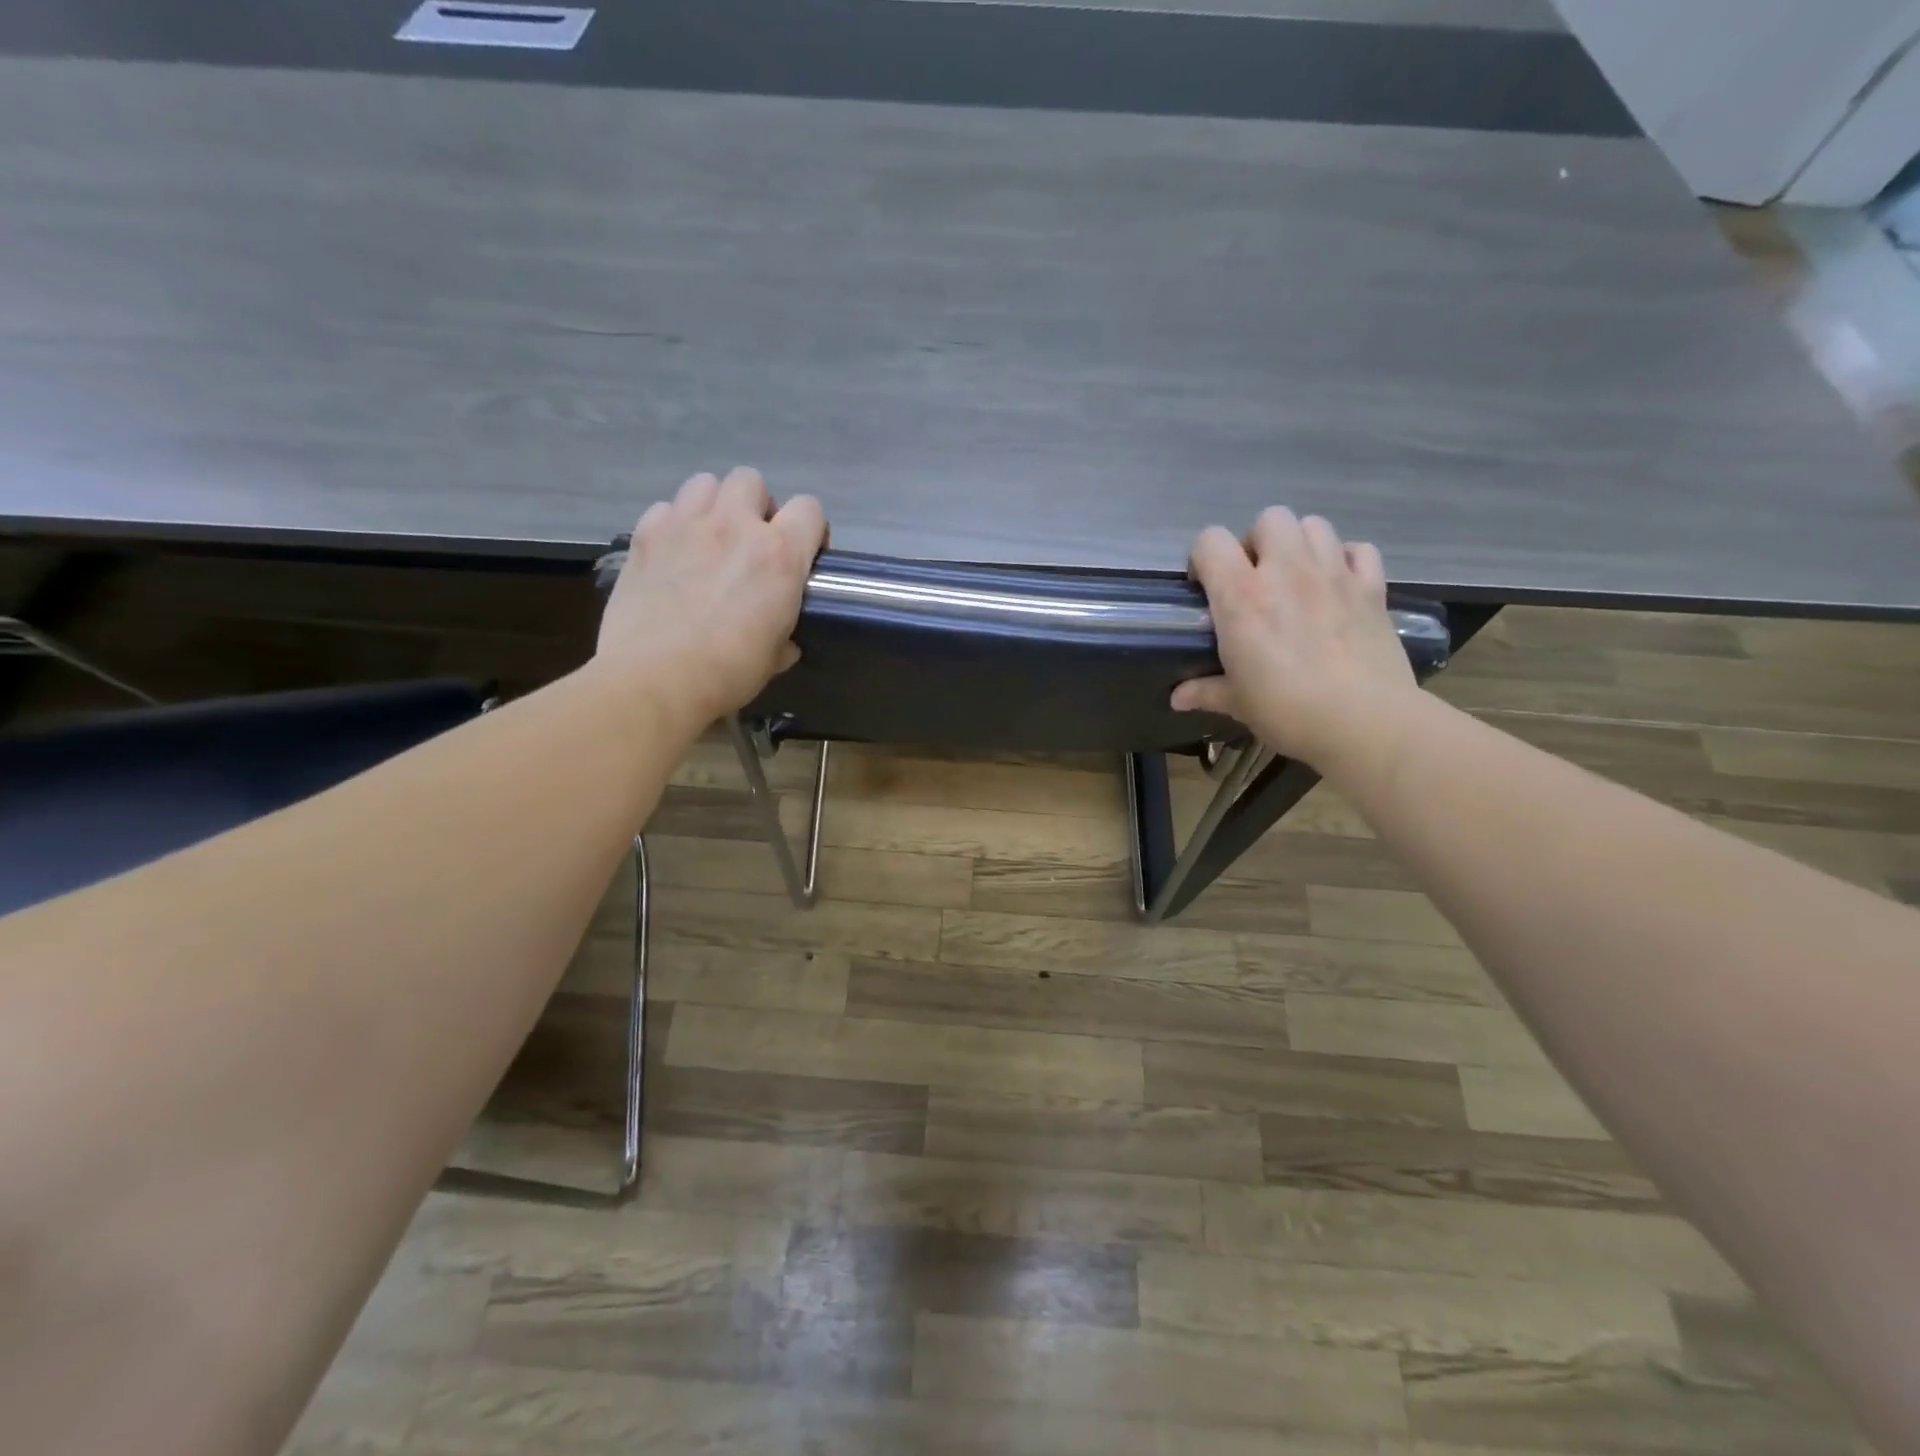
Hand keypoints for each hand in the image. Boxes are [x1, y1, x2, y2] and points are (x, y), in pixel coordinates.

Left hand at [594, 468, 826, 731]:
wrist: (655, 679)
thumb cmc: (727, 672)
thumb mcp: (775, 657)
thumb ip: (785, 634)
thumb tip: (783, 640)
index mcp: (779, 555)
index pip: (809, 509)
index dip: (809, 530)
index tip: (801, 556)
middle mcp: (734, 526)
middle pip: (751, 480)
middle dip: (755, 507)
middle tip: (749, 543)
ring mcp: (685, 524)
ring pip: (706, 483)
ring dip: (713, 506)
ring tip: (709, 539)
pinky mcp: (645, 534)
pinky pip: (665, 509)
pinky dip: (673, 525)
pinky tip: (672, 555)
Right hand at [1172, 508, 1420, 778]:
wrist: (1366, 723)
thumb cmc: (1288, 711)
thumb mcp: (1238, 702)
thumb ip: (1206, 691)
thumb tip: (1177, 698)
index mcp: (1242, 596)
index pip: (1210, 541)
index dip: (1204, 558)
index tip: (1207, 588)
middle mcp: (1286, 571)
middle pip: (1269, 519)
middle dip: (1258, 542)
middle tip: (1257, 580)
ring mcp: (1334, 574)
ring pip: (1314, 525)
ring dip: (1300, 544)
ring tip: (1297, 578)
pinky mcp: (1372, 587)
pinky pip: (1359, 550)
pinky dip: (1346, 560)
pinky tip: (1338, 585)